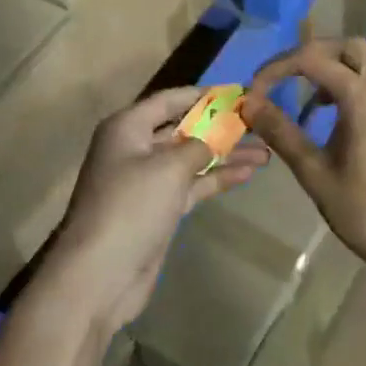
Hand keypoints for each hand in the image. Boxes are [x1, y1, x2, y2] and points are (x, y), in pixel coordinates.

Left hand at [40, 87, 270, 336]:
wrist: (100, 273)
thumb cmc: (131, 207)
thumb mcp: (168, 168)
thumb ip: (198, 146)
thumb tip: (213, 138)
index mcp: (127, 127)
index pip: (169, 100)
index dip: (203, 95)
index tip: (238, 92)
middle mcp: (134, 148)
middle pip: (182, 129)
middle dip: (219, 126)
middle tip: (259, 122)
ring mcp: (146, 181)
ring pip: (191, 159)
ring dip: (225, 154)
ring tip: (265, 150)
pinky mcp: (158, 209)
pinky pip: (191, 185)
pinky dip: (216, 178)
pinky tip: (247, 173)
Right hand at [242, 38, 365, 289]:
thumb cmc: (365, 213)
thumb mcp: (314, 173)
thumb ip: (281, 132)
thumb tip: (249, 103)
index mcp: (365, 98)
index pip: (313, 60)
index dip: (278, 68)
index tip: (256, 90)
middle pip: (349, 46)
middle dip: (311, 55)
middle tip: (284, 79)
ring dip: (340, 63)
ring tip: (314, 93)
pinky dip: (360, 78)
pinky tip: (341, 111)